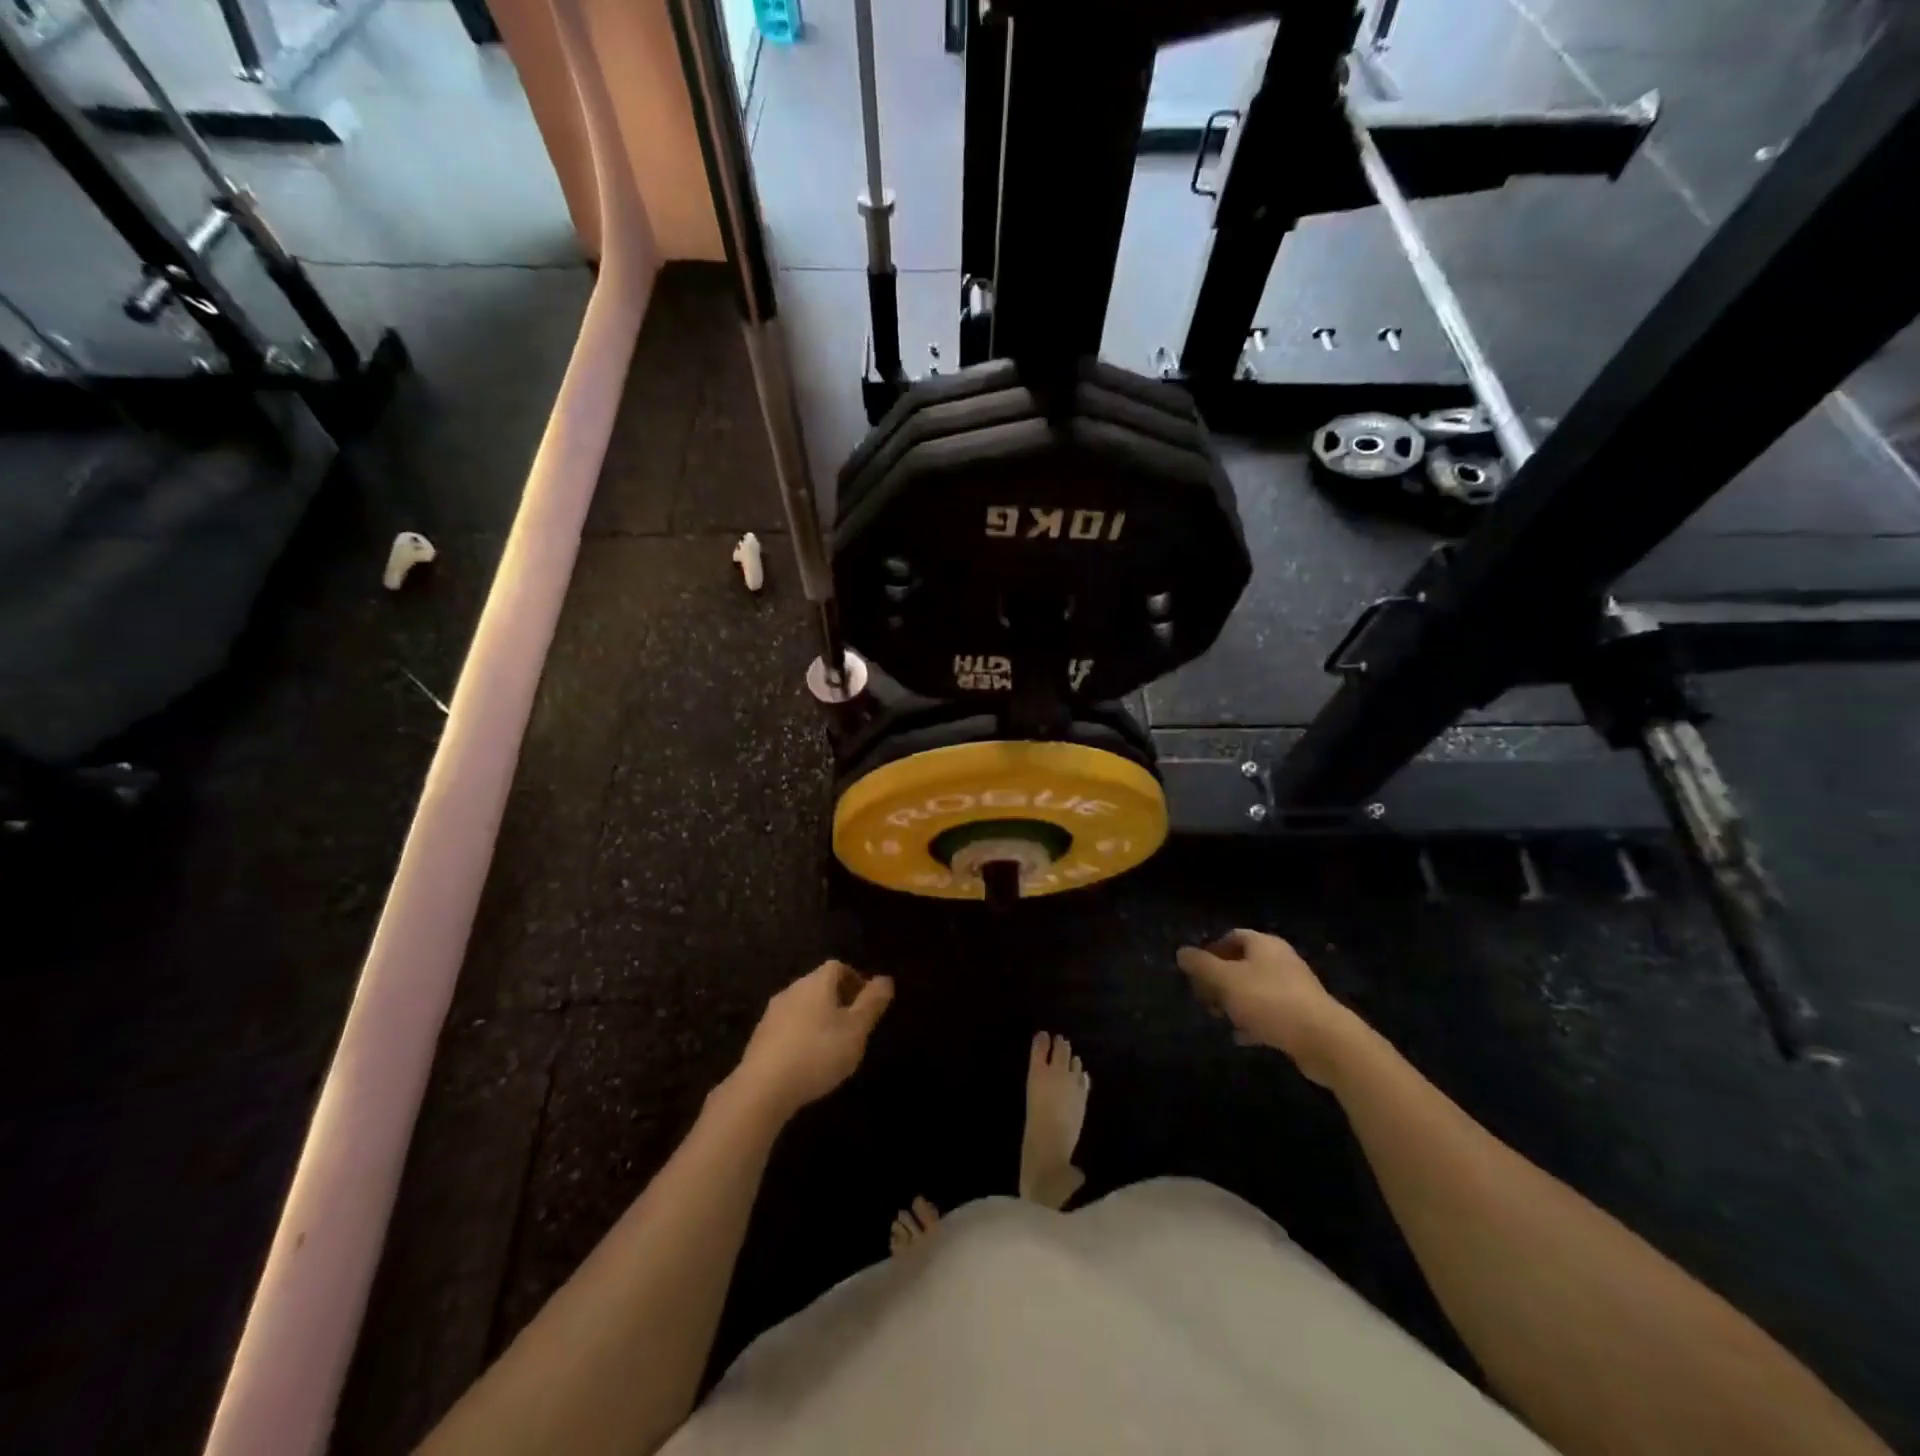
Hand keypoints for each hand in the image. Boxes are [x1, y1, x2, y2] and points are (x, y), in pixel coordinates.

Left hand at [728, 961, 894, 1119]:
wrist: (763, 1088)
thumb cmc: (818, 1052)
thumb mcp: (856, 1030)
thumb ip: (872, 1003)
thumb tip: (885, 979)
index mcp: (816, 982)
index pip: (838, 967)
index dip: (855, 979)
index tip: (867, 1003)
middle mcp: (792, 990)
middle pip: (819, 985)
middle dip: (838, 999)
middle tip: (854, 1025)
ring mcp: (772, 1014)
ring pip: (803, 1006)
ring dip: (819, 1018)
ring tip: (833, 1045)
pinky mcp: (760, 1037)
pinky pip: (788, 1027)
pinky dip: (802, 1035)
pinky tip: (808, 1060)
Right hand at [1176, 930, 1353, 1084]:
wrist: (1324, 1040)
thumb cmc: (1270, 1001)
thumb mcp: (1227, 980)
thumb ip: (1202, 965)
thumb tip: (1181, 952)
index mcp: (1264, 944)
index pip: (1232, 936)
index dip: (1211, 950)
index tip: (1196, 971)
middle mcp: (1280, 960)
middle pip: (1242, 963)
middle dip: (1220, 980)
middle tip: (1205, 998)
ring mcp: (1294, 988)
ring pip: (1255, 989)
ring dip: (1235, 1002)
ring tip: (1220, 1019)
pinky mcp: (1302, 1015)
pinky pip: (1270, 1012)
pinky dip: (1253, 1021)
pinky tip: (1242, 1037)